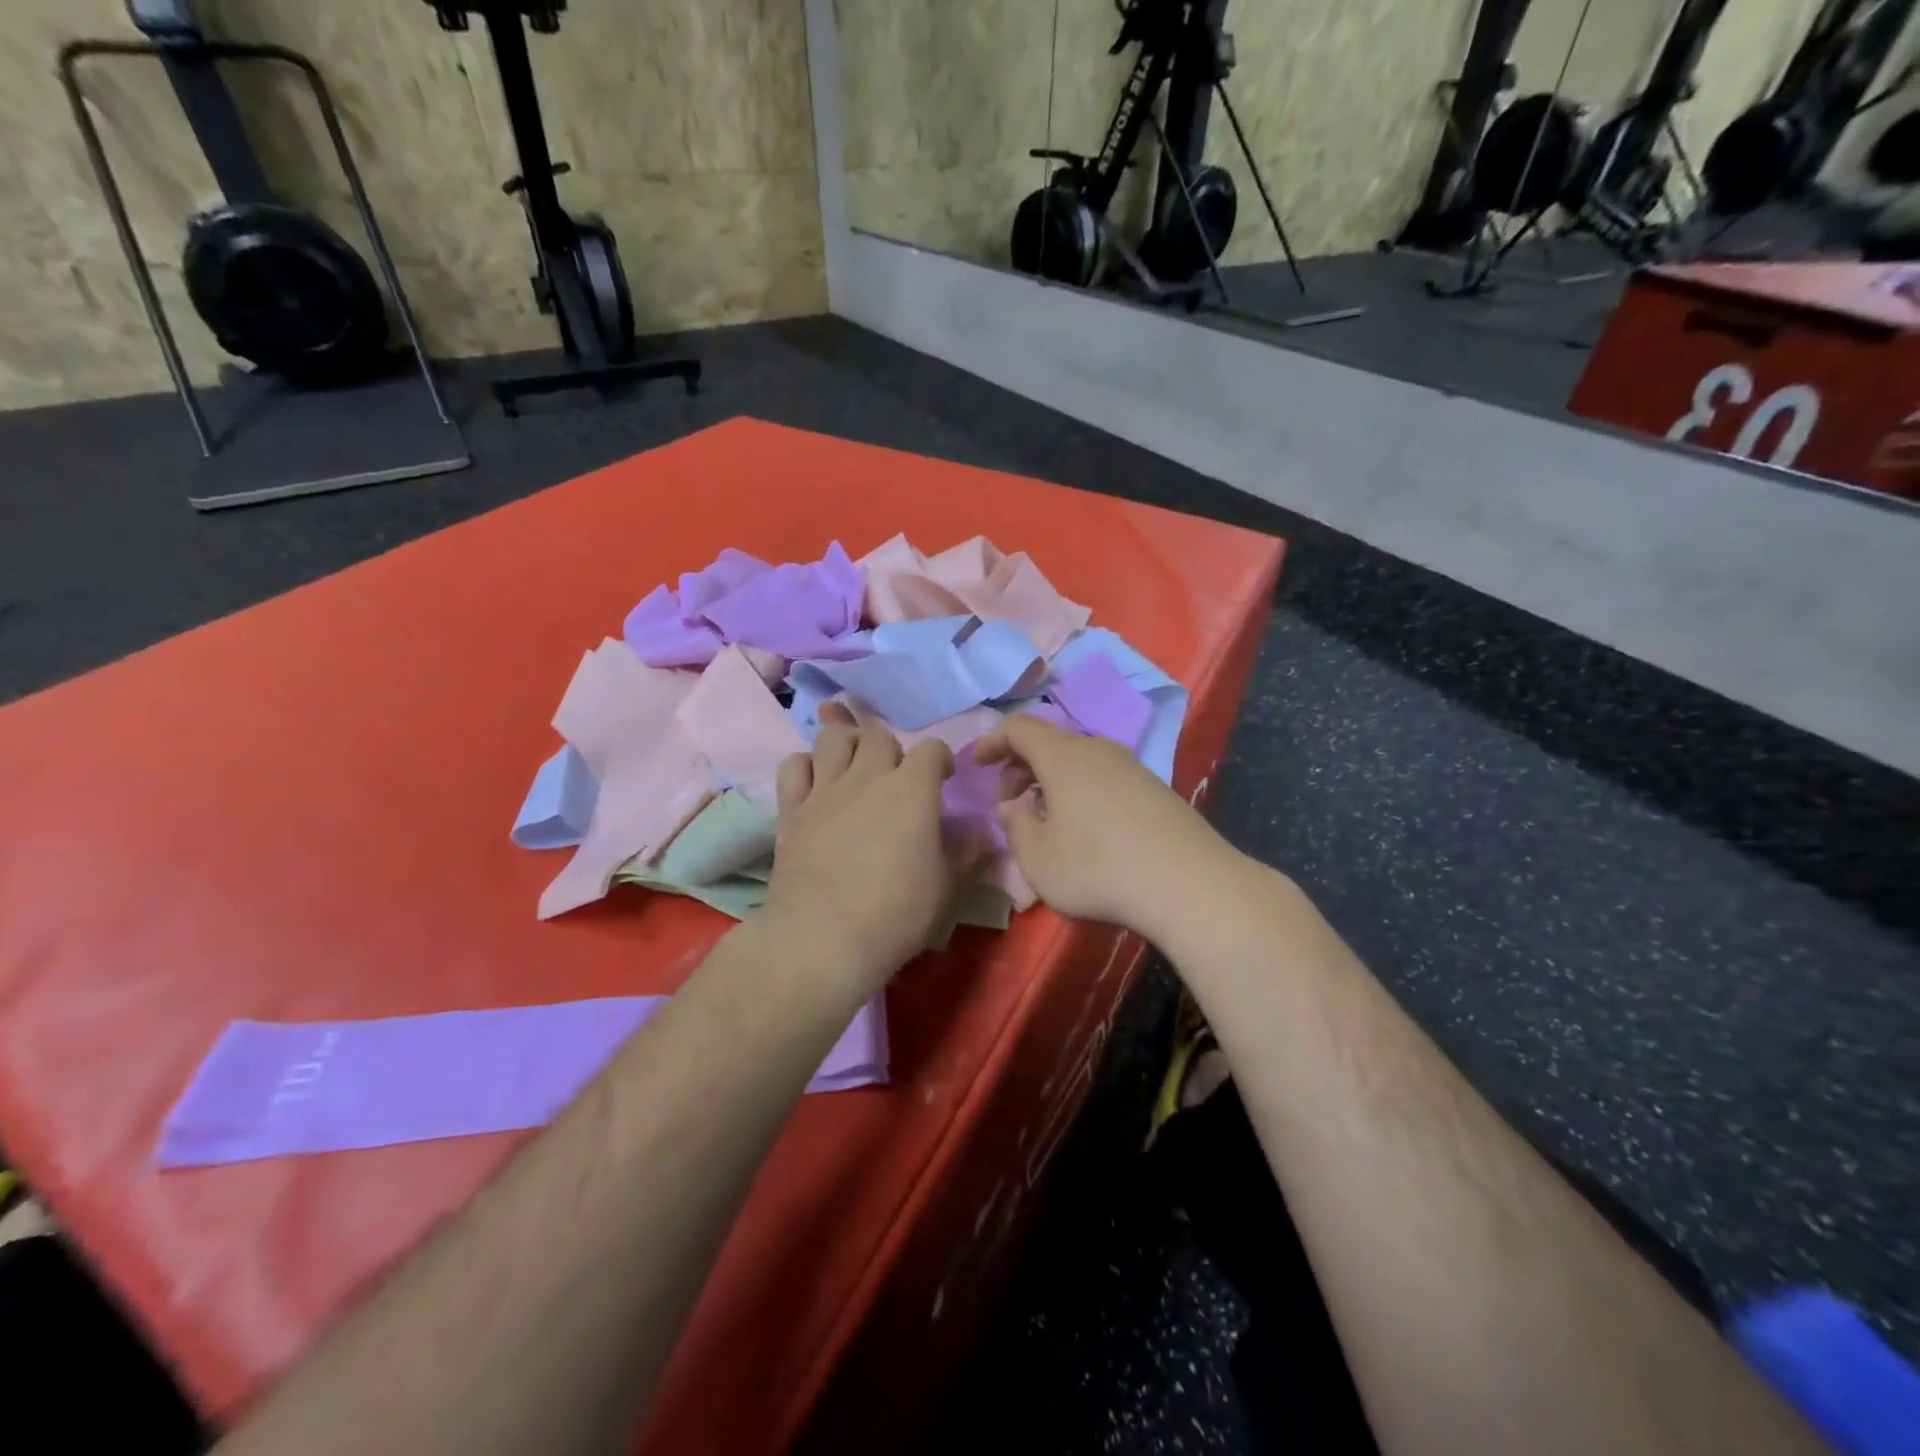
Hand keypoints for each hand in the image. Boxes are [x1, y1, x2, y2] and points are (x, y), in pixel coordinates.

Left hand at [763, 703, 963, 991]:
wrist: (822, 941)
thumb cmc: (895, 915)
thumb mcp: (947, 889)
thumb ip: (969, 854)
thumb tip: (984, 834)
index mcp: (912, 790)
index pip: (931, 749)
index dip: (940, 759)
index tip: (943, 780)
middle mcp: (867, 777)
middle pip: (878, 736)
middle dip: (892, 750)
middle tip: (896, 780)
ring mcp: (824, 790)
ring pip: (833, 738)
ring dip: (848, 745)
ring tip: (855, 770)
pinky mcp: (791, 809)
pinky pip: (794, 765)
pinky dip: (807, 767)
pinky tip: (817, 787)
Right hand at [974, 715, 1232, 943]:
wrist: (1189, 884)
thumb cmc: (1098, 868)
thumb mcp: (1038, 858)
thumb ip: (1015, 826)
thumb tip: (1011, 806)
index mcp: (1063, 756)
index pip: (1019, 727)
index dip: (992, 741)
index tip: (977, 765)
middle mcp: (1098, 749)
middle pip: (1050, 742)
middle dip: (1020, 765)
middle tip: (1008, 801)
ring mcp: (1132, 767)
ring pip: (1079, 760)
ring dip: (1052, 780)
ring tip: (1044, 818)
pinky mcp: (1155, 789)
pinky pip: (1104, 776)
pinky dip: (1080, 790)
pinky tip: (1085, 829)